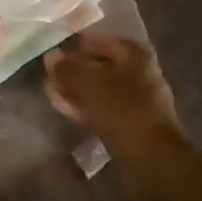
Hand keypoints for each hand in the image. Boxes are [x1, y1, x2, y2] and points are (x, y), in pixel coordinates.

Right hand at [45, 33, 190, 200]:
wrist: (153, 160)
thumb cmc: (123, 112)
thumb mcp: (90, 85)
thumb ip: (68, 69)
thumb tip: (51, 57)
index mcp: (135, 55)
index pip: (100, 40)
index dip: (76, 44)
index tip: (53, 51)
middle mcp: (139, 73)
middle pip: (100, 65)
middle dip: (75, 70)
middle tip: (48, 74)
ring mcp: (137, 100)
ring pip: (100, 89)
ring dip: (77, 90)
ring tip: (51, 92)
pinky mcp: (131, 124)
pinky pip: (104, 109)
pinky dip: (85, 107)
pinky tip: (65, 109)